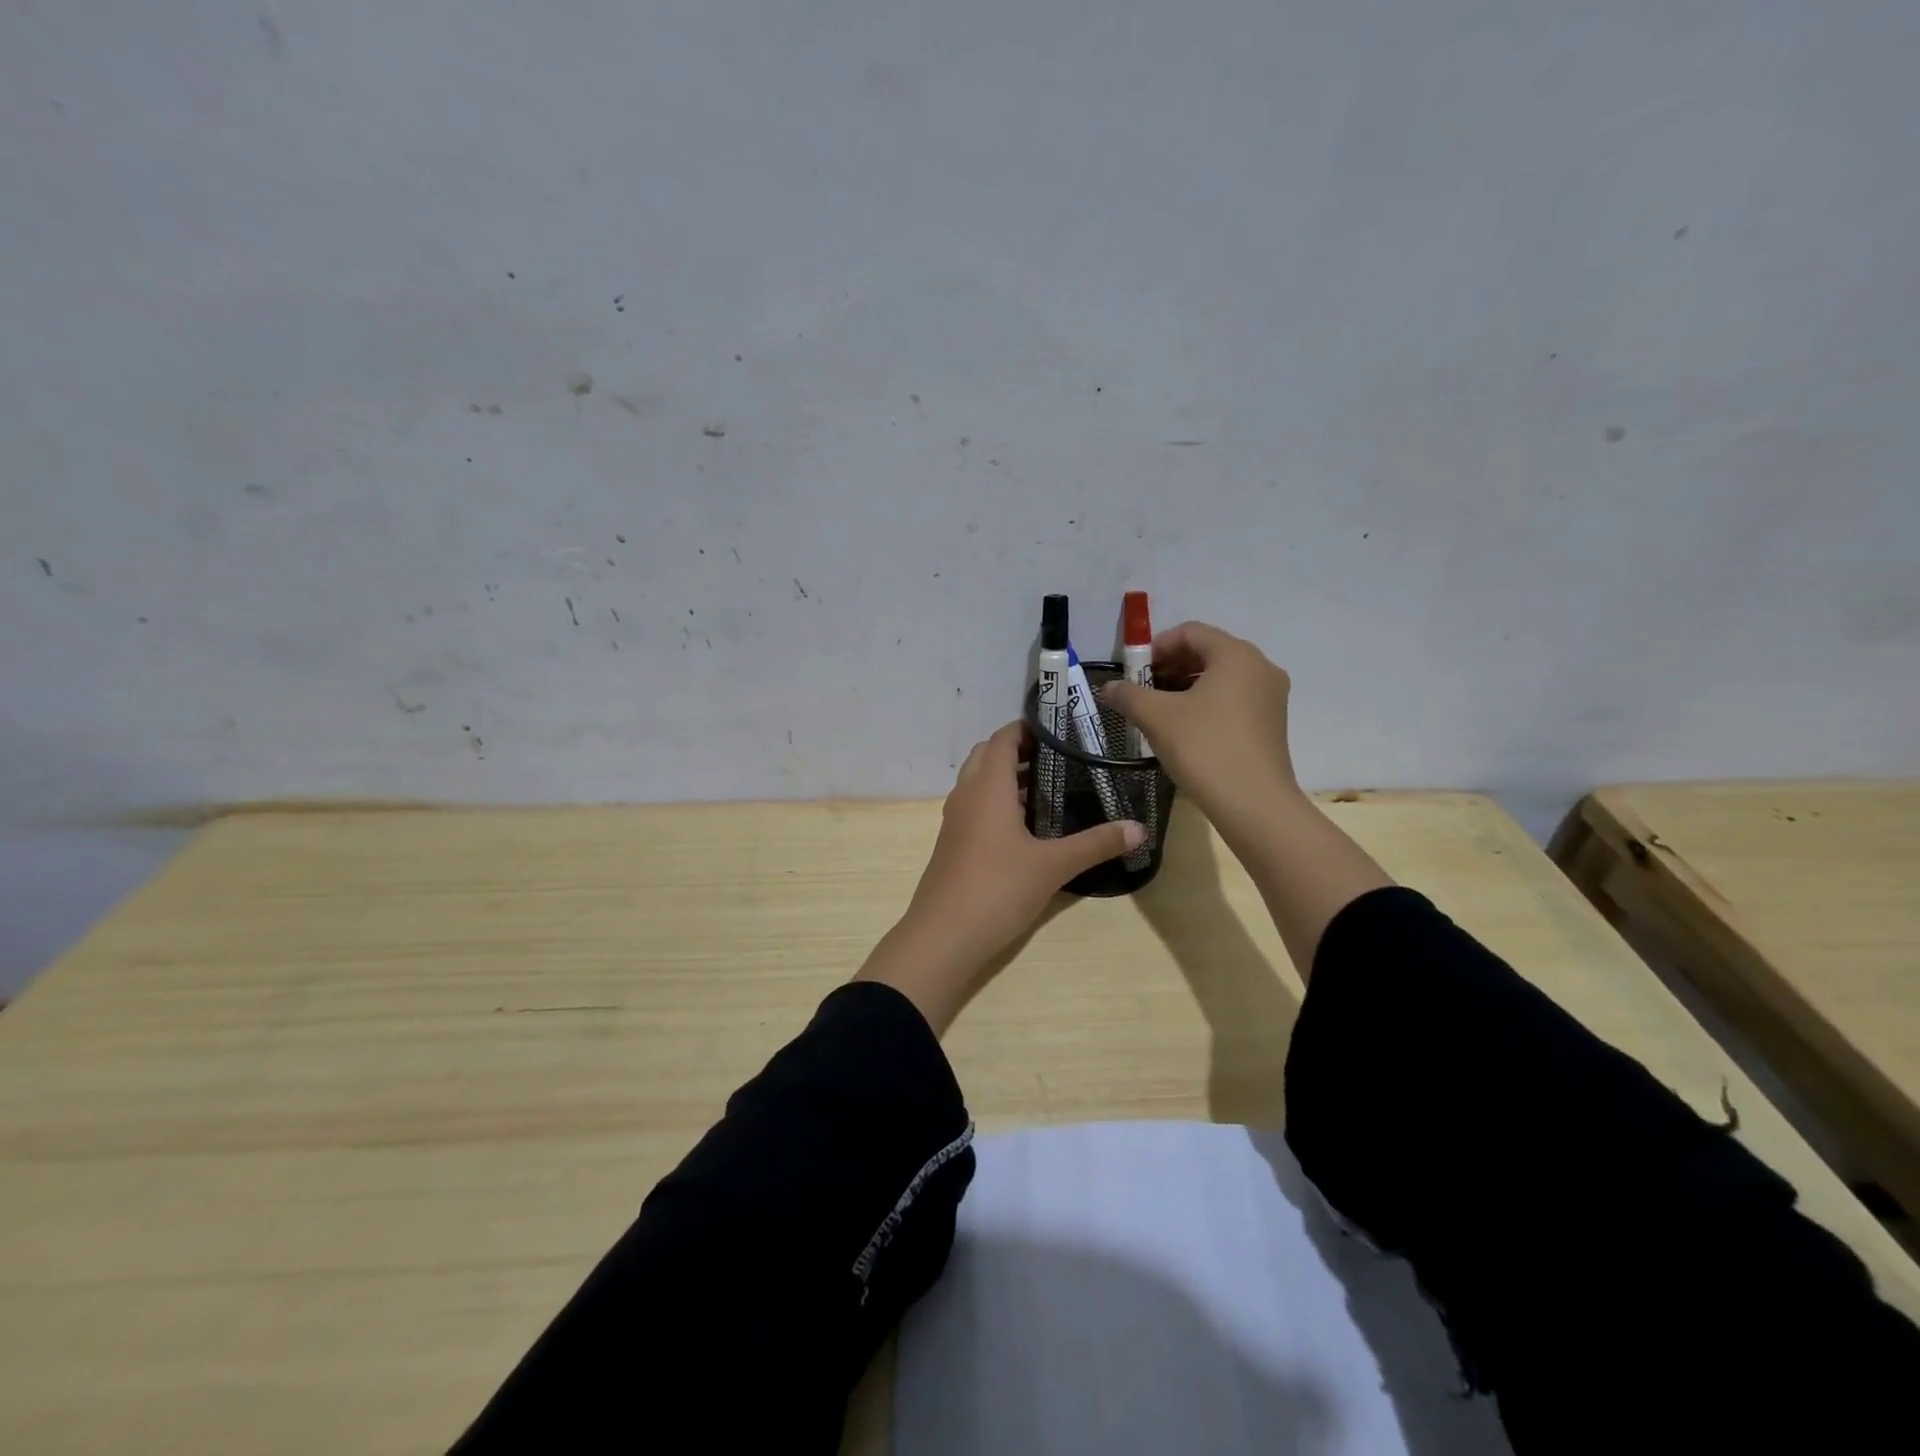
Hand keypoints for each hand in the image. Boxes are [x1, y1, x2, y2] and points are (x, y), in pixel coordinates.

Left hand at [856, 721, 1144, 1033]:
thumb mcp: (1053, 866)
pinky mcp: (952, 844)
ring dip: (1006, 778)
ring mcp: (955, 820)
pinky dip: (997, 802)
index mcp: (988, 787)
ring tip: (1049, 788)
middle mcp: (966, 795)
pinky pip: (974, 807)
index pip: (1003, 738)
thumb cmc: (997, 889)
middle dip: (1018, 751)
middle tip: (1058, 759)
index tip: (1061, 731)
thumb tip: (1139, 828)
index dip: (1028, 728)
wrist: (943, 937)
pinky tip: (1025, 826)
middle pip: (988, 755)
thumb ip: (1096, 844)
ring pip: (978, 782)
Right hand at [1102, 621, 1302, 850]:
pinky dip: (1205, 704)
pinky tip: (1183, 729)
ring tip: (1156, 711)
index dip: (1156, 646)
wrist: (1254, 805)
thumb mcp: (1157, 717)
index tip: (1133, 671)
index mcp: (1236, 655)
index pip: (1190, 632)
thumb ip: (1128, 695)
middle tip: (1140, 690)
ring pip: (1220, 678)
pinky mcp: (1271, 723)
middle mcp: (1259, 667)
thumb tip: (1108, 687)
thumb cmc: (1205, 749)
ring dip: (1184, 687)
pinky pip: (1232, 699)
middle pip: (1207, 652)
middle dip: (1169, 667)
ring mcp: (1270, 697)